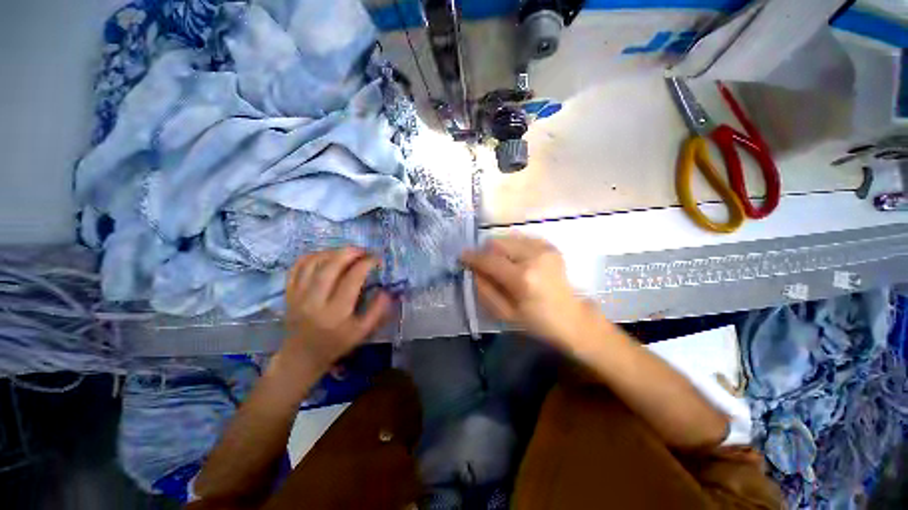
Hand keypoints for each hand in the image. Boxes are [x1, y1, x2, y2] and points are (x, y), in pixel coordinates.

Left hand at [281, 247, 391, 372]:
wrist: (301, 356)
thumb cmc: (336, 344)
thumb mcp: (362, 333)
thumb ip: (377, 311)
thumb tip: (387, 290)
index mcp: (336, 312)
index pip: (352, 279)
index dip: (366, 264)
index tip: (376, 259)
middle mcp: (314, 301)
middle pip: (330, 266)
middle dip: (349, 252)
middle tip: (363, 250)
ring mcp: (298, 295)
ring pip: (313, 263)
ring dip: (332, 252)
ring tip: (346, 252)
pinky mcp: (289, 292)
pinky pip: (297, 267)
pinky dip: (312, 256)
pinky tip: (325, 255)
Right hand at [461, 233, 596, 348]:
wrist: (572, 318)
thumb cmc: (536, 322)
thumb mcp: (504, 313)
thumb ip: (484, 289)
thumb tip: (473, 269)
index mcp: (523, 278)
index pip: (490, 260)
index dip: (473, 257)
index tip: (462, 256)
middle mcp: (534, 257)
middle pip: (498, 243)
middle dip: (487, 253)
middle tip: (486, 266)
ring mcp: (544, 248)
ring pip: (508, 238)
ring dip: (500, 250)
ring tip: (504, 265)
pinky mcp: (549, 246)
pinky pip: (521, 239)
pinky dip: (513, 248)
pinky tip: (517, 262)